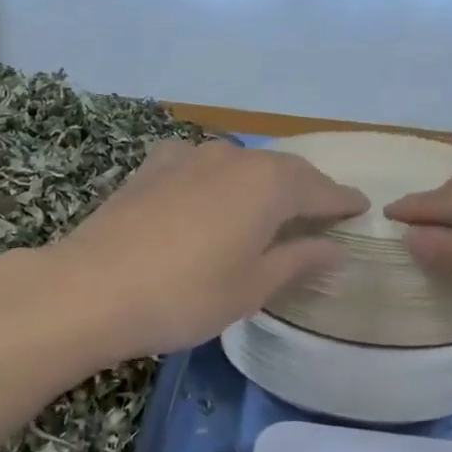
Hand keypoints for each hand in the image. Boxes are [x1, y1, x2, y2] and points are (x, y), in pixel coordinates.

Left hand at [53, 139, 368, 360]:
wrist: (90, 289)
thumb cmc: (186, 295)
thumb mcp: (253, 286)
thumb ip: (299, 260)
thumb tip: (336, 248)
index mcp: (268, 184)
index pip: (319, 188)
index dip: (342, 201)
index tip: (361, 208)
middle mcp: (233, 158)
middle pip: (283, 170)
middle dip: (306, 189)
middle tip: (323, 210)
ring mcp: (187, 156)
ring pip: (241, 164)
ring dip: (263, 182)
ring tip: (271, 205)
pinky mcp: (152, 167)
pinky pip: (201, 165)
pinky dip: (221, 179)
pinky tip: (212, 193)